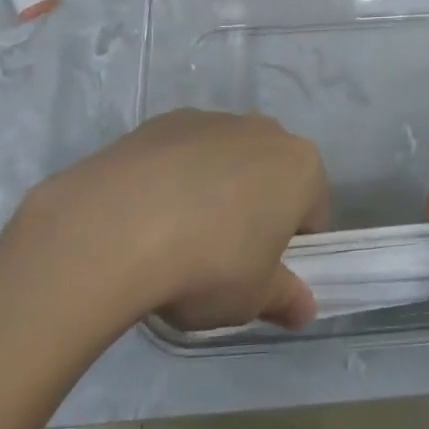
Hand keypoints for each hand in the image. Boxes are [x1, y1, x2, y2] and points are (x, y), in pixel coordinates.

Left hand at [23, 109, 330, 332]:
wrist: (116, 226)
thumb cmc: (208, 264)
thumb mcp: (253, 298)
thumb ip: (285, 298)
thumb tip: (305, 309)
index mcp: (300, 166)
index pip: (312, 212)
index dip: (292, 249)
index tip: (263, 276)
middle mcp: (264, 130)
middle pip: (270, 176)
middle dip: (255, 211)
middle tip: (223, 259)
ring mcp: (212, 119)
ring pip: (226, 161)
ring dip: (215, 191)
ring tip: (176, 239)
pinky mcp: (164, 121)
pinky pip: (183, 153)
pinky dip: (174, 178)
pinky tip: (147, 214)